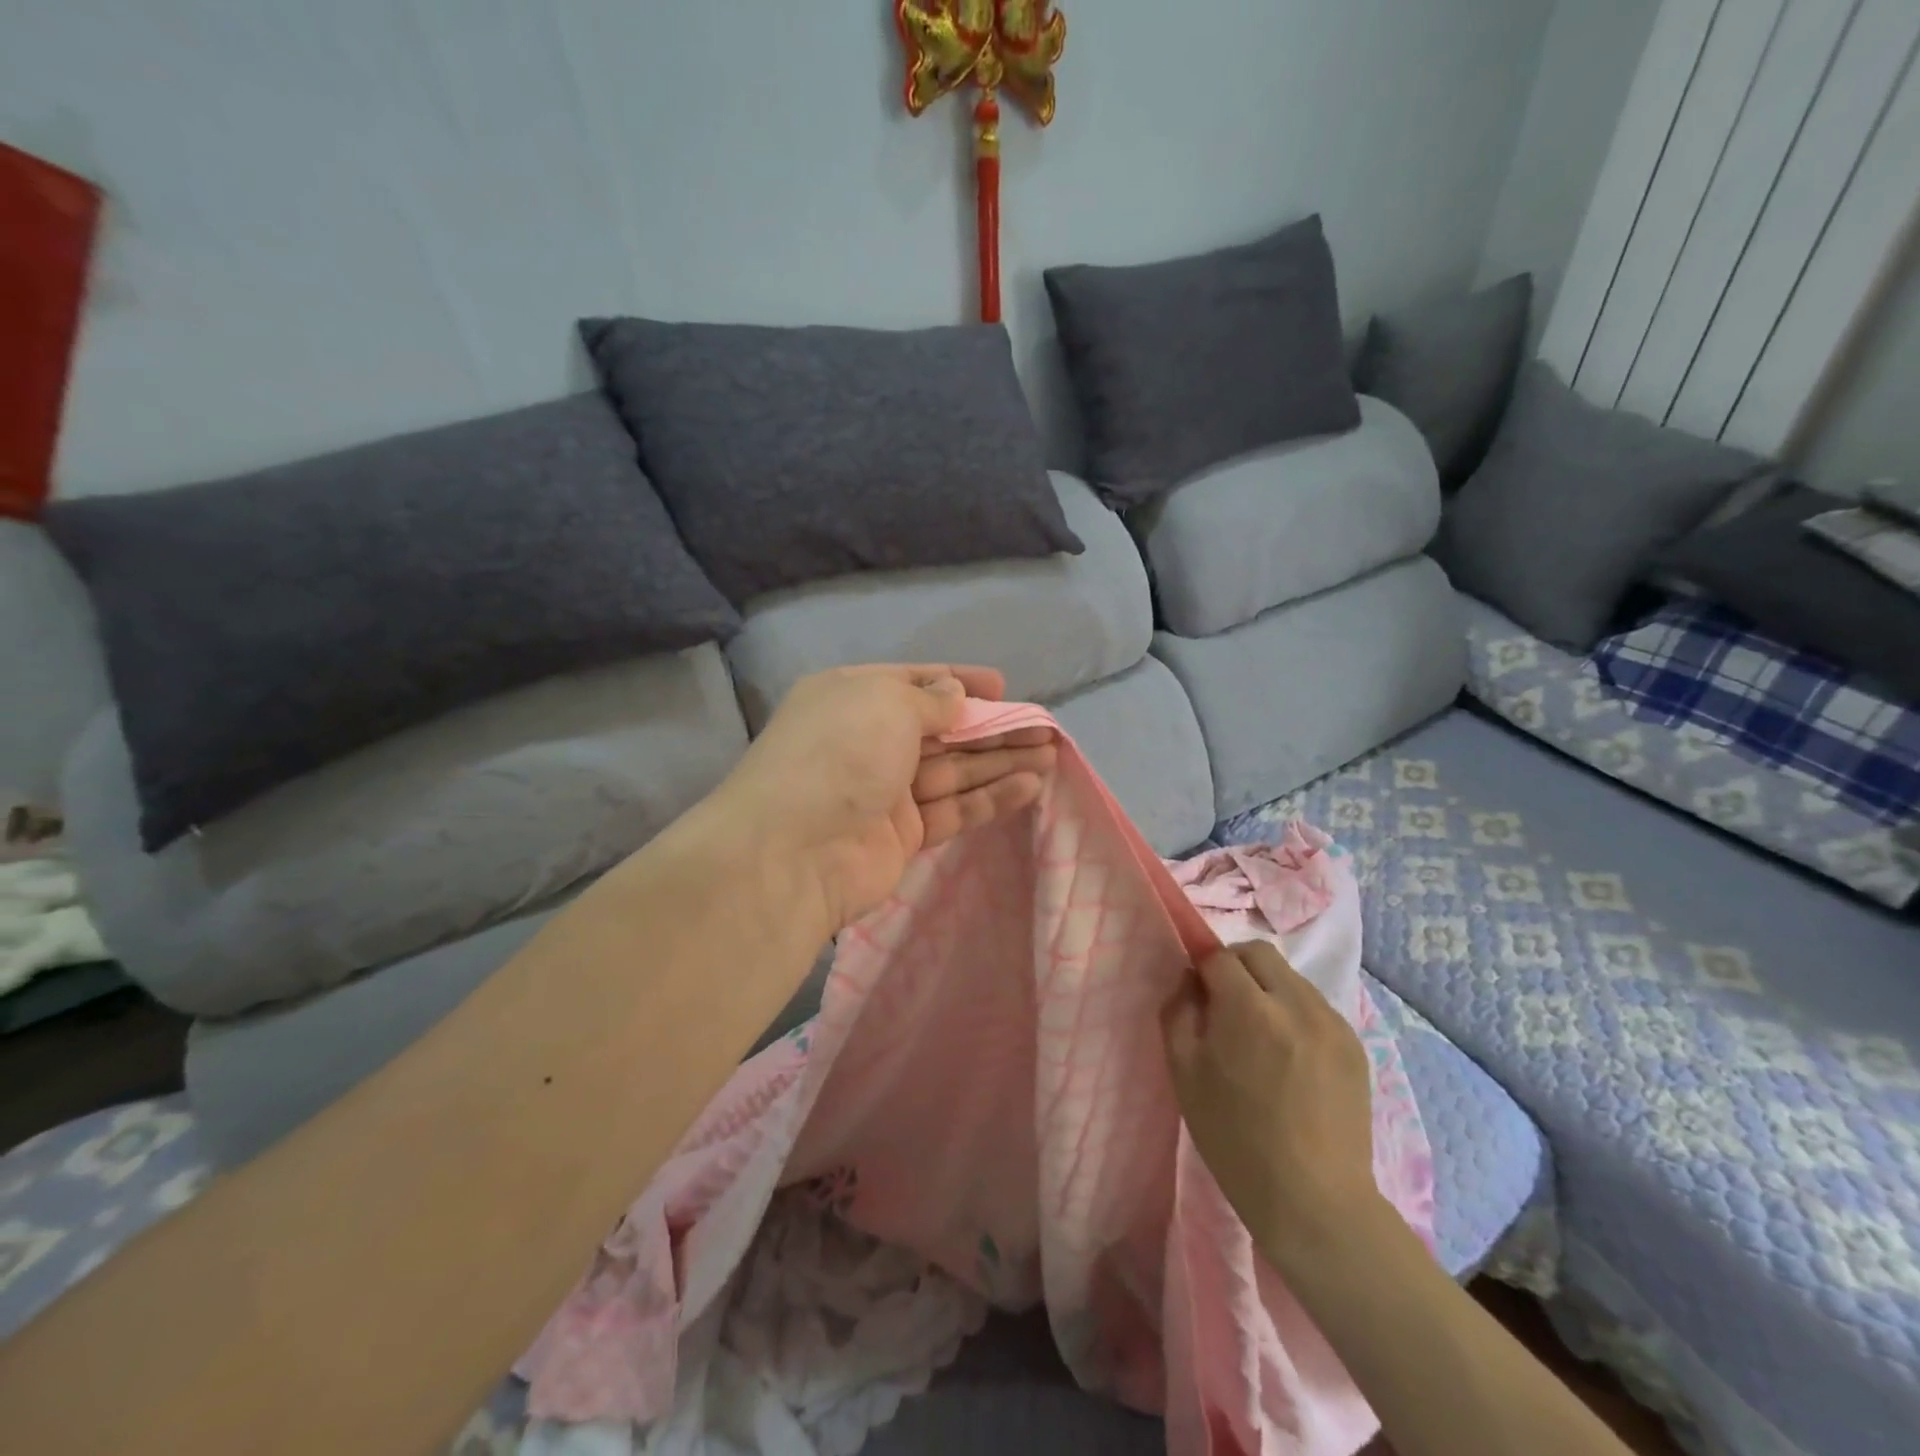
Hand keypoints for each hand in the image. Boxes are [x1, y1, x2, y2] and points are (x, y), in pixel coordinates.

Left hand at [712, 664, 1055, 935]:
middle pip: (942, 730)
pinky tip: (1031, 786)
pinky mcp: (903, 834)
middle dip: (992, 726)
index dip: (958, 682)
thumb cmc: (840, 754)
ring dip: (1000, 761)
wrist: (794, 852)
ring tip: (1050, 754)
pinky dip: (990, 797)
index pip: (914, 682)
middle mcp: (868, 740)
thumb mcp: (886, 704)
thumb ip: (930, 700)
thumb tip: (953, 695)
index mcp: (853, 698)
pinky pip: (953, 808)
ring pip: (954, 770)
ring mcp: (885, 790)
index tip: (1002, 686)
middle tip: (1042, 727)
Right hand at [1161, 941, 1381, 1271]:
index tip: (1197, 996)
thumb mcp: (1184, 1074)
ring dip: (1267, 989)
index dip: (1202, 969)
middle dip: (1234, 967)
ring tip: (1259, 1037)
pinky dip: (1294, 1014)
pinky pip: (1315, 1007)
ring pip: (1290, 978)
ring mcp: (1332, 1023)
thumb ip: (1179, 1012)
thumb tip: (1190, 982)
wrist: (1314, 1201)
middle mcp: (1296, 1003)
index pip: (1220, 956)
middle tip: (1223, 1007)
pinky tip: (1289, 1058)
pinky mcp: (1355, 1046)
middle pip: (1259, 954)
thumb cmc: (1236, 1139)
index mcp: (1249, 1008)